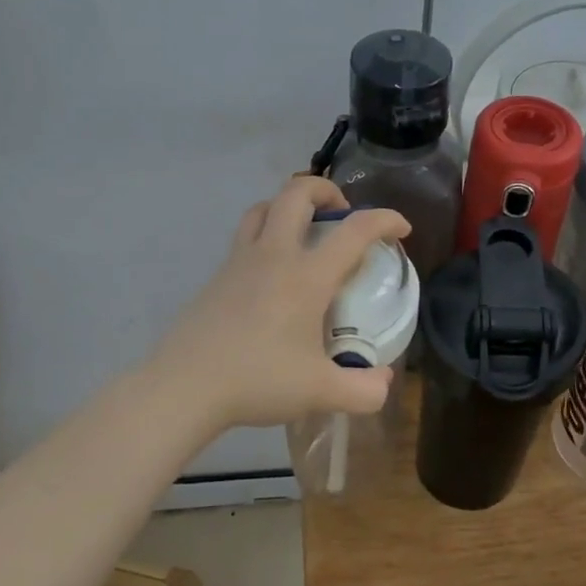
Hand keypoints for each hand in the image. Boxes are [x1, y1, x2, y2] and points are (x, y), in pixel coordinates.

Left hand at [148, 176, 411, 429]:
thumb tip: (384, 382)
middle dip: (327, 191)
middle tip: (342, 215)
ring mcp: (240, 262)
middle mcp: (274, 256)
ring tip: (305, 231)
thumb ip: (363, 390)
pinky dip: (266, 235)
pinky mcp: (217, 276)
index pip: (354, 231)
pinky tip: (272, 273)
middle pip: (297, 194)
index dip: (384, 220)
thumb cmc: (258, 381)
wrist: (184, 387)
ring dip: (290, 206)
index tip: (401, 229)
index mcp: (306, 277)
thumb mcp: (321, 393)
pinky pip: (245, 236)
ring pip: (264, 208)